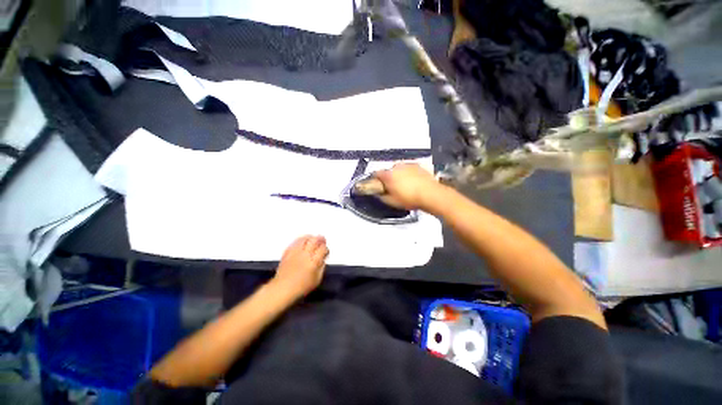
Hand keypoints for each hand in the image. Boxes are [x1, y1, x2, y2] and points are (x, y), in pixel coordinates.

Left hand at [271, 235, 328, 298]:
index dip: (326, 248)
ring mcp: (296, 252)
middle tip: (322, 240)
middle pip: (314, 240)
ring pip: (305, 239)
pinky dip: (301, 240)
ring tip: (313, 238)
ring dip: (310, 237)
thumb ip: (321, 268)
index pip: (323, 249)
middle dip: (320, 239)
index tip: (325, 251)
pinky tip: (303, 241)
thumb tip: (323, 260)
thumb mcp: (317, 280)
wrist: (282, 288)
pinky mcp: (288, 252)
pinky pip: (295, 242)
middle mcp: (305, 254)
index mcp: (314, 262)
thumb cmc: (301, 287)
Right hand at [375, 163, 443, 210]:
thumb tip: (378, 194)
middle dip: (389, 178)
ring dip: (399, 175)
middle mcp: (397, 167)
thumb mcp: (392, 202)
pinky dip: (409, 174)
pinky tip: (413, 182)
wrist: (431, 195)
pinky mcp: (417, 166)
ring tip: (405, 186)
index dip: (375, 180)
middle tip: (393, 188)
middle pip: (388, 171)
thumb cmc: (411, 198)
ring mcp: (408, 165)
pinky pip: (409, 169)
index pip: (376, 174)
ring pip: (399, 169)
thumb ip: (382, 197)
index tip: (377, 185)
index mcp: (388, 175)